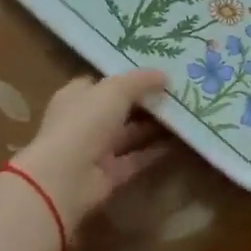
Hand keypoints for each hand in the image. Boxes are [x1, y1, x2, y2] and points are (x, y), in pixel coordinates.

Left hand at [12, 69, 170, 228]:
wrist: (65, 178)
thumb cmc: (84, 122)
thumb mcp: (114, 90)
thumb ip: (140, 81)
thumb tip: (164, 75)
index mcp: (77, 96)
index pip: (102, 82)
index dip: (126, 76)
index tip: (155, 71)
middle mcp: (85, 122)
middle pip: (119, 108)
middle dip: (145, 100)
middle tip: (178, 90)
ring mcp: (96, 150)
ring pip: (130, 133)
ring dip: (154, 125)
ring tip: (184, 113)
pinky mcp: (109, 174)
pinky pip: (137, 158)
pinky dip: (156, 151)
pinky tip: (180, 140)